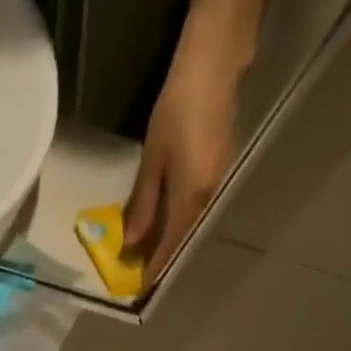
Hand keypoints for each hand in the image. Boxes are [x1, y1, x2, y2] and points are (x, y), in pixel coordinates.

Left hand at [122, 57, 238, 286]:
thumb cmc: (178, 108)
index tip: (140, 287)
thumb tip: (131, 243)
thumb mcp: (154, 159)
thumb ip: (144, 204)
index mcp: (190, 199)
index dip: (154, 267)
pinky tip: (165, 221)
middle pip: (182, 238)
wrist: (215, 63)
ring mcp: (217, 182)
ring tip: (148, 251)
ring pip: (190, 223)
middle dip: (161, 257)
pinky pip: (196, 206)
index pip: (171, 246)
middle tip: (139, 272)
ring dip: (170, 239)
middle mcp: (208, 197)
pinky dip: (178, 219)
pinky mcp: (219, 168)